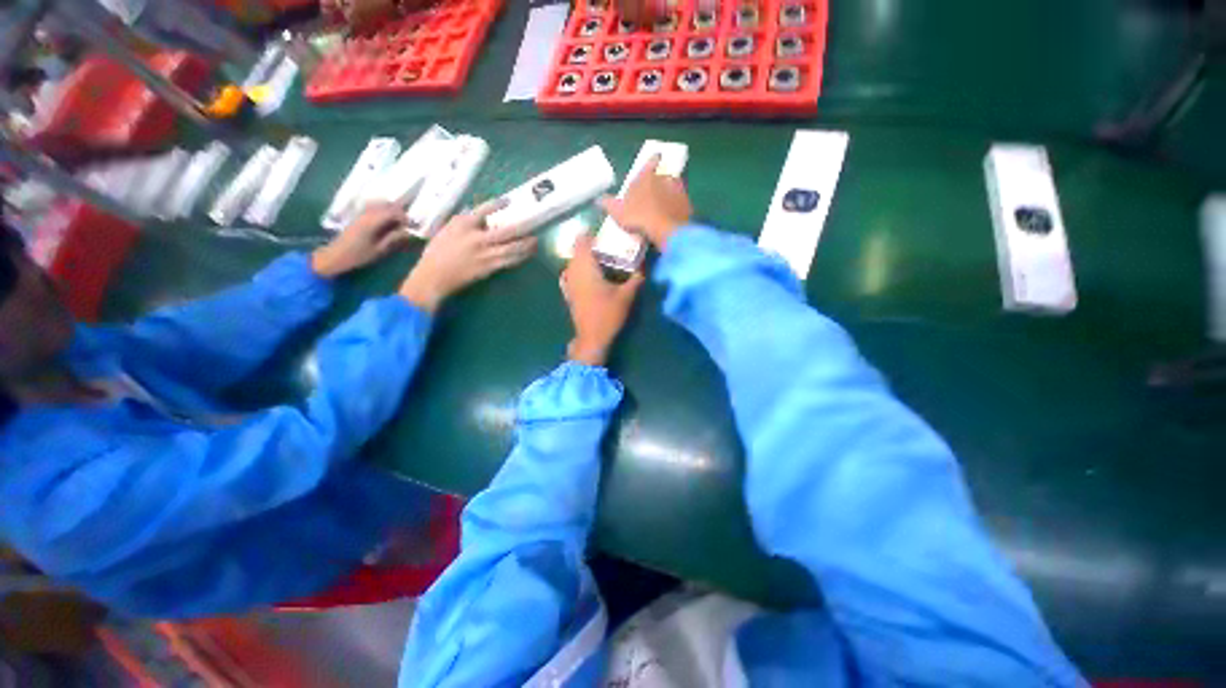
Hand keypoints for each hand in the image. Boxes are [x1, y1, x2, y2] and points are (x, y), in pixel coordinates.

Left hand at [312, 202, 409, 278]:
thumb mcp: (379, 250)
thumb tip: (406, 232)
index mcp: (372, 222)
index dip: (403, 217)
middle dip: (398, 212)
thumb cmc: (358, 256)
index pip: (392, 211)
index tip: (409, 227)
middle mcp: (366, 214)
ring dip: (390, 210)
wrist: (335, 255)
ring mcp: (360, 214)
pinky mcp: (357, 216)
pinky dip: (381, 211)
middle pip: (386, 204)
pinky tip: (384, 222)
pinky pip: (372, 207)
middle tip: (404, 224)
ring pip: (379, 204)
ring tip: (395, 223)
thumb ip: (393, 238)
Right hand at [399, 199, 536, 311]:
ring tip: (535, 243)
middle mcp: (478, 238)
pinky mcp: (490, 268)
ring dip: (527, 246)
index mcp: (464, 225)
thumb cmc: (437, 252)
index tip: (508, 201)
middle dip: (523, 229)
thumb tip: (478, 214)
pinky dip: (520, 257)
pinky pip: (509, 261)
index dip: (497, 204)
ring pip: (513, 248)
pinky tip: (526, 255)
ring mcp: (486, 254)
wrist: (434, 276)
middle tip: (533, 227)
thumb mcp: (447, 230)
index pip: (483, 210)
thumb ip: (463, 221)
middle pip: (507, 231)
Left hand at [561, 233, 644, 365]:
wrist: (592, 338)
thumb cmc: (608, 314)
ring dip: (586, 258)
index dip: (593, 235)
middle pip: (577, 249)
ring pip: (573, 261)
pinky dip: (580, 269)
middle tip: (610, 249)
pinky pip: (571, 273)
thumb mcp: (627, 295)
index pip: (582, 240)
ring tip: (603, 261)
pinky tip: (592, 275)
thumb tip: (643, 265)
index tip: (607, 236)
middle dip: (592, 246)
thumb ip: (636, 277)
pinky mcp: (568, 292)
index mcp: (585, 267)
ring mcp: (568, 282)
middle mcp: (573, 270)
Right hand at [598, 154, 692, 250]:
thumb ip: (609, 204)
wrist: (665, 230)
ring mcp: (679, 191)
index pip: (650, 162)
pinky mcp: (688, 205)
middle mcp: (664, 178)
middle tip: (654, 197)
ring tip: (663, 209)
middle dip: (659, 184)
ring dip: (669, 196)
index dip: (652, 160)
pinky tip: (672, 219)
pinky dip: (677, 209)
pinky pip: (681, 204)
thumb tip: (599, 199)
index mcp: (646, 177)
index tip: (656, 157)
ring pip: (674, 189)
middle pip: (663, 177)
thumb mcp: (618, 212)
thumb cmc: (638, 217)